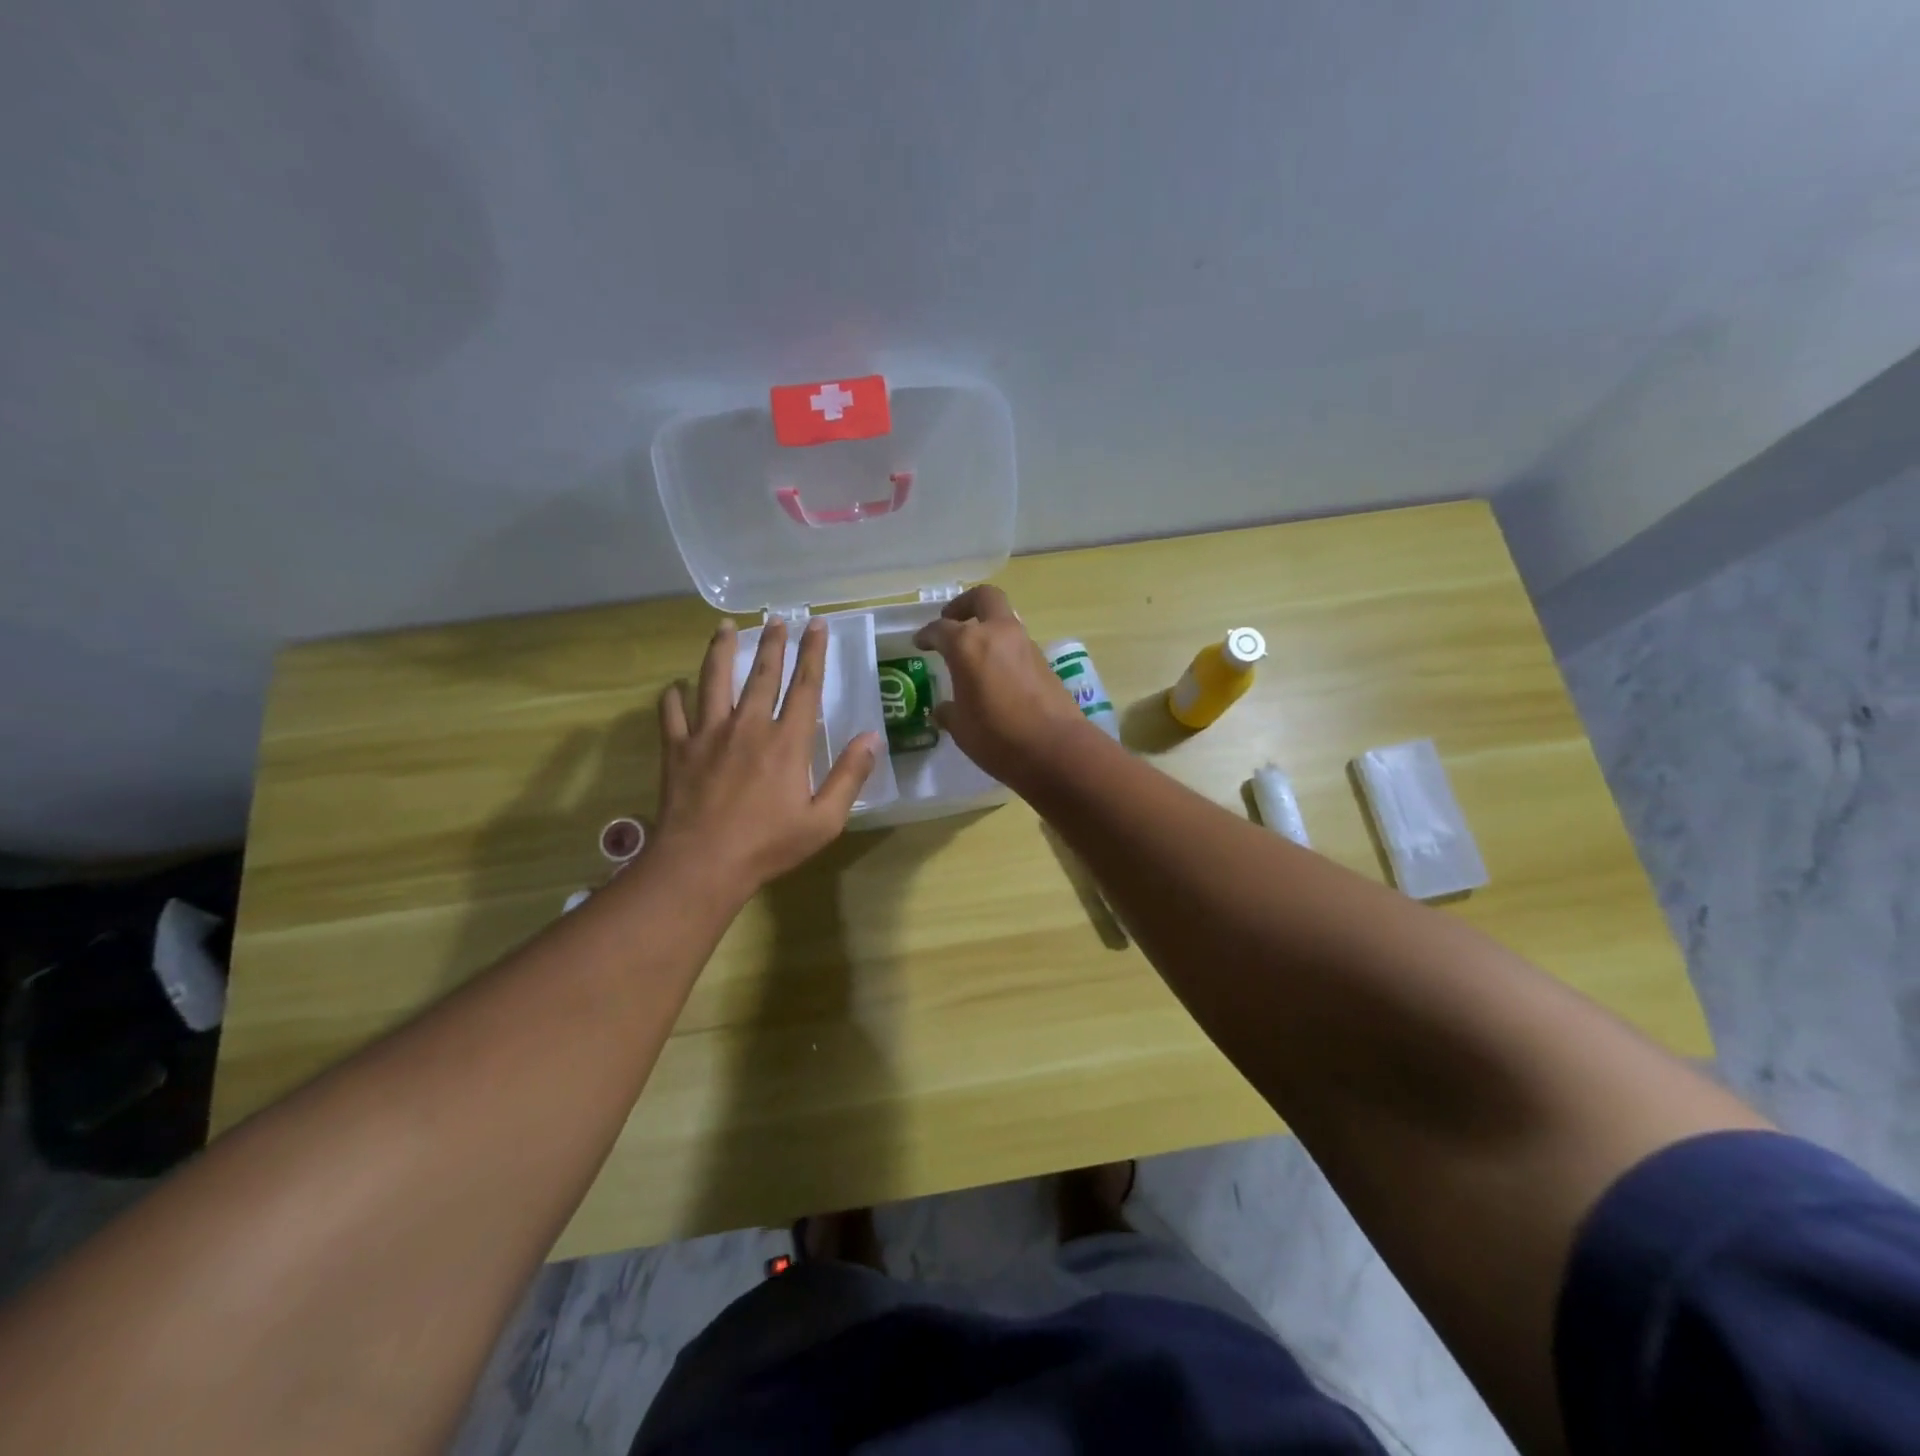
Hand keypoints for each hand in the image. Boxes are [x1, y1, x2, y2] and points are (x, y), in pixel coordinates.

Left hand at [652, 618, 879, 890]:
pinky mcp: (677, 750)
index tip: (816, 625)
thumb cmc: (768, 845)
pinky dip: (672, 697)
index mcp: (787, 742)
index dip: (813, 653)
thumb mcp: (824, 820)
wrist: (702, 865)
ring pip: (714, 681)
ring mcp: (708, 734)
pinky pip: (672, 714)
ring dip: (721, 651)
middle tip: (777, 618)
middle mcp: (749, 726)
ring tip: (724, 627)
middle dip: (772, 643)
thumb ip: (849, 776)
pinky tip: (674, 686)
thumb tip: (871, 738)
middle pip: (762, 674)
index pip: (805, 686)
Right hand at [913, 586, 1094, 785]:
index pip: (941, 629)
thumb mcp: (961, 728)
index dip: (927, 635)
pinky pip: (1017, 646)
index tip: (920, 642)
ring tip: (973, 657)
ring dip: (988, 630)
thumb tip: (943, 708)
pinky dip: (1003, 652)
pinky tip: (995, 678)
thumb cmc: (997, 737)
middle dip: (965, 605)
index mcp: (968, 645)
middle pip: (983, 598)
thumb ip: (949, 711)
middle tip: (951, 622)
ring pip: (1004, 621)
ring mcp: (1025, 646)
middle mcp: (998, 634)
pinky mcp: (1044, 663)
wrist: (1055, 749)